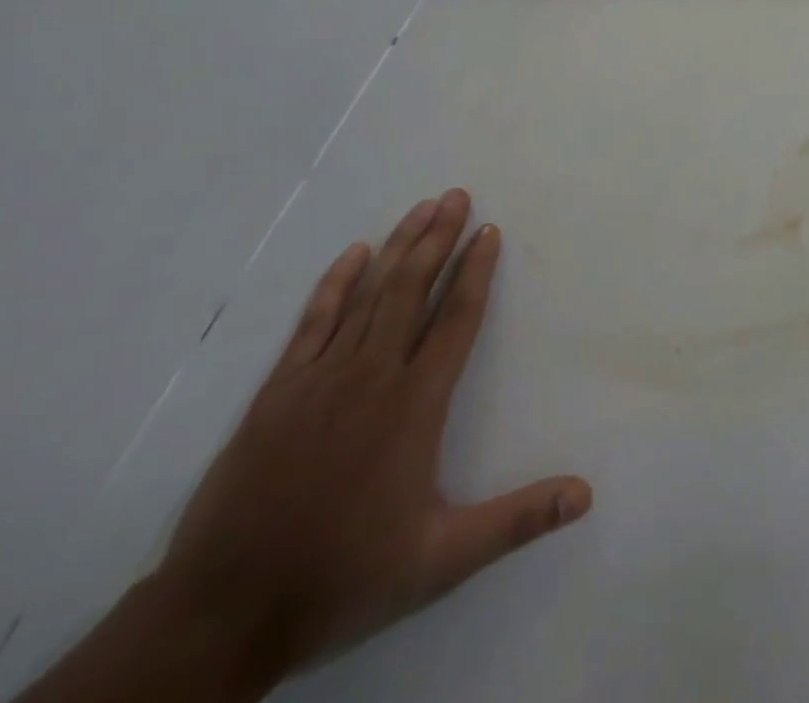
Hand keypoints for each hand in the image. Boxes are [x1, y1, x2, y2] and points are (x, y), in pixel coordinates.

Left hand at [154, 190, 591, 683]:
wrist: (223, 613)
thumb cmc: (343, 576)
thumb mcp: (441, 559)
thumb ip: (517, 520)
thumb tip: (585, 494)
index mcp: (415, 404)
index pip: (456, 318)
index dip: (476, 270)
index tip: (489, 230)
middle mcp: (372, 375)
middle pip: (412, 289)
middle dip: (438, 238)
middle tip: (457, 195)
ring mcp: (320, 378)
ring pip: (368, 294)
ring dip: (398, 247)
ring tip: (422, 208)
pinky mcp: (277, 391)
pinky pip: (313, 321)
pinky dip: (335, 283)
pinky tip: (354, 253)